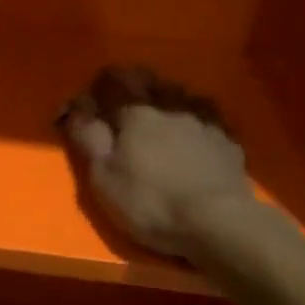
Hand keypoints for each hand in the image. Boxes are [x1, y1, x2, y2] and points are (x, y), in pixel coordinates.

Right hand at [61, 66, 253, 257]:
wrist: (218, 222)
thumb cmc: (151, 202)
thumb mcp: (104, 178)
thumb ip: (88, 138)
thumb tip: (75, 107)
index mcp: (136, 112)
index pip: (112, 82)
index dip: (98, 89)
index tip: (90, 104)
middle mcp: (171, 106)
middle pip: (150, 82)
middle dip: (135, 87)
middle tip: (127, 108)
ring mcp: (204, 121)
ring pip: (182, 96)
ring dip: (169, 101)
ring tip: (164, 120)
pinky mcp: (229, 141)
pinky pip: (208, 120)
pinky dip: (197, 124)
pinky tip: (197, 139)